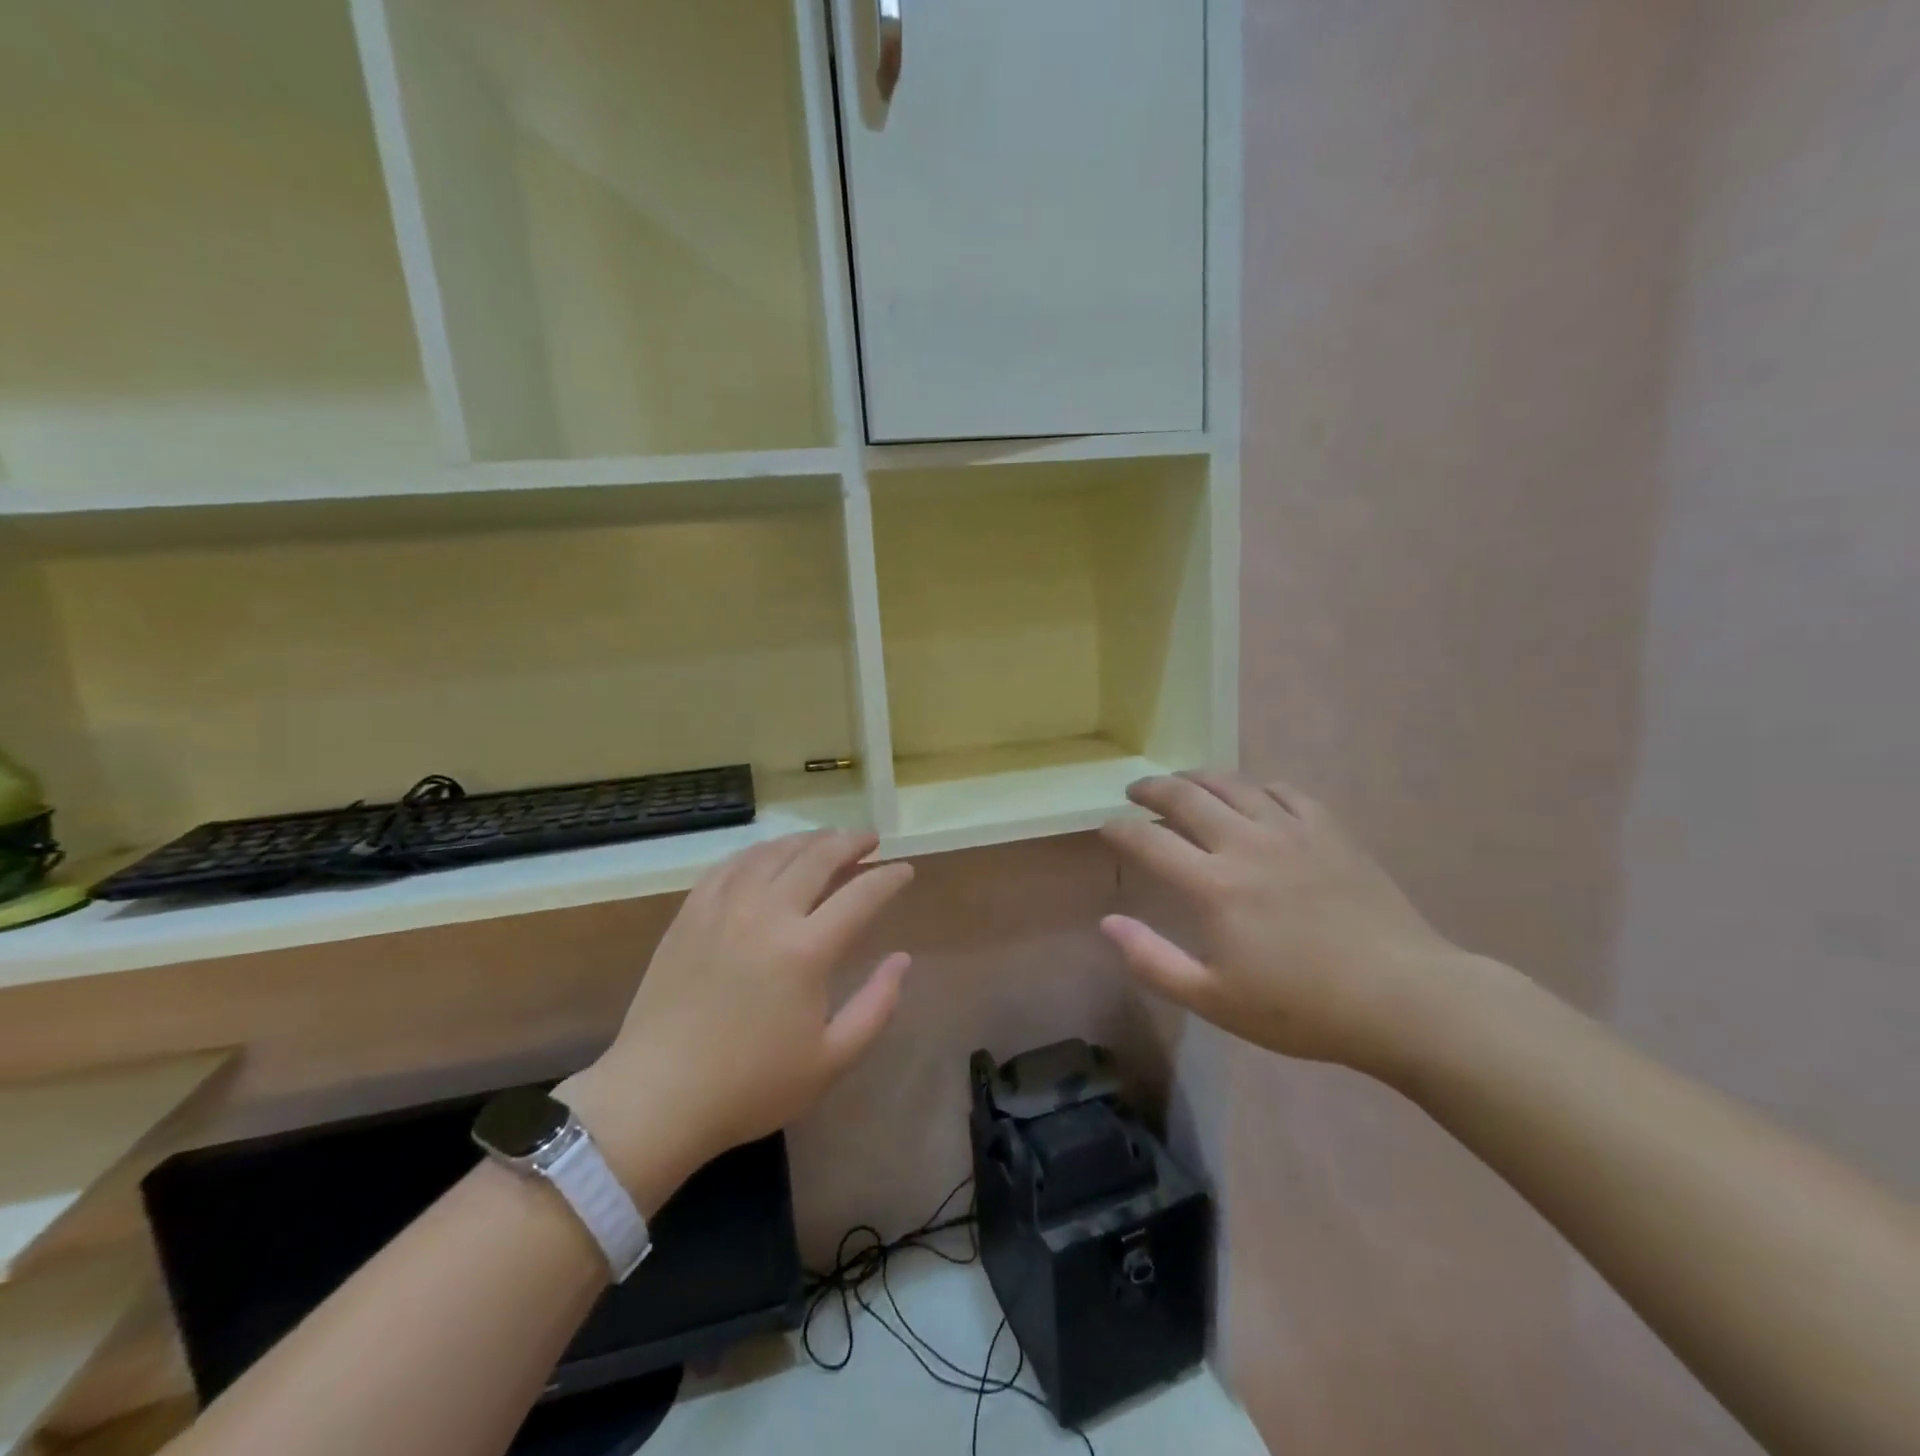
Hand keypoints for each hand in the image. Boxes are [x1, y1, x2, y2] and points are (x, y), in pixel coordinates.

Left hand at [559, 831, 913, 1207]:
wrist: (657, 1097)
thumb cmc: (750, 1086)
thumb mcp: (830, 1060)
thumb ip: (876, 1006)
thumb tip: (902, 959)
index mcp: (806, 951)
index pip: (861, 895)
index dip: (889, 878)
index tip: (905, 870)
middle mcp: (766, 914)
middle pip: (817, 858)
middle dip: (851, 842)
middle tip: (870, 840)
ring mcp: (723, 909)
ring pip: (773, 853)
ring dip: (808, 840)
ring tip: (828, 839)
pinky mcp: (690, 914)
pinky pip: (730, 865)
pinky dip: (759, 852)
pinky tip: (769, 855)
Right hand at [1100, 771, 1492, 1076]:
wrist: (1402, 998)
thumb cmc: (1302, 1007)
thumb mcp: (1215, 1000)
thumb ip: (1153, 960)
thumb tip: (1108, 922)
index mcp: (1213, 886)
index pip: (1149, 841)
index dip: (1120, 830)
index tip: (1107, 828)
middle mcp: (1246, 843)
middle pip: (1185, 797)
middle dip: (1152, 789)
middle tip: (1136, 791)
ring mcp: (1290, 831)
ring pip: (1232, 784)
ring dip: (1197, 777)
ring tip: (1182, 782)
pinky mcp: (1329, 830)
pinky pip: (1283, 791)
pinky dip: (1256, 787)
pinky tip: (1253, 796)